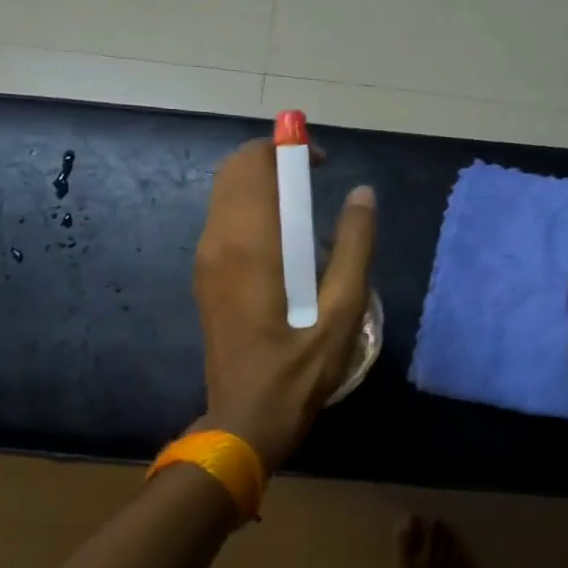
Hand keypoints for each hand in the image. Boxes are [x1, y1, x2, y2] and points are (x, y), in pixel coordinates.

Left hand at [193, 138, 375, 472]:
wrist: (245, 419)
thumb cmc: (299, 369)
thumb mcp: (343, 310)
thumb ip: (356, 245)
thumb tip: (362, 193)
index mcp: (250, 242)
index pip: (254, 162)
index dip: (288, 149)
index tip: (322, 165)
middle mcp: (218, 240)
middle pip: (235, 170)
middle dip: (273, 162)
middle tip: (315, 184)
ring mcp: (205, 259)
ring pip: (226, 194)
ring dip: (262, 186)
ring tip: (305, 213)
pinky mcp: (205, 277)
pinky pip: (224, 221)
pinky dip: (251, 210)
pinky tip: (284, 244)